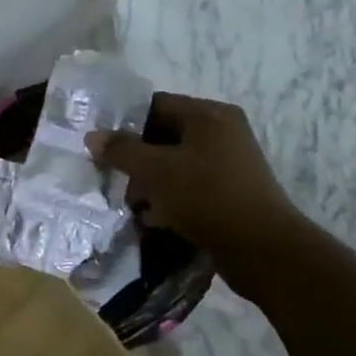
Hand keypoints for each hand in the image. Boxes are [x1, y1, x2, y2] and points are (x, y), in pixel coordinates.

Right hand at [88, 93, 305, 293]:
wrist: (263, 250)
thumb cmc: (206, 197)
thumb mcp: (154, 171)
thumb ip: (121, 150)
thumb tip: (92, 136)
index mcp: (209, 115)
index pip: (156, 105)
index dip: (124, 123)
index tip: (101, 147)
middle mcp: (222, 132)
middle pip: (164, 135)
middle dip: (136, 159)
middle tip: (114, 179)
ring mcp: (229, 163)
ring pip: (175, 163)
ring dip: (150, 182)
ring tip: (132, 205)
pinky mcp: (230, 192)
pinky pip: (190, 185)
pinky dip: (169, 198)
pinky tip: (153, 219)